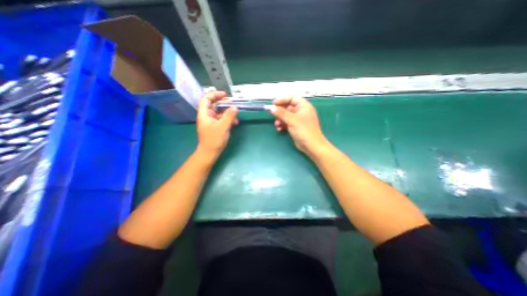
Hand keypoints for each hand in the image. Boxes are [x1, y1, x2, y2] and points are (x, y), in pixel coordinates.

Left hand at [198, 92, 239, 156]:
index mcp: (204, 114)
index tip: (225, 95)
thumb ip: (229, 116)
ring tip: (236, 113)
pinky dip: (228, 119)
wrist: (210, 153)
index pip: (206, 99)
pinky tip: (235, 122)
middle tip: (232, 103)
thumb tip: (235, 107)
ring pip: (218, 112)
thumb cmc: (214, 140)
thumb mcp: (223, 127)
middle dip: (223, 103)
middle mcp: (206, 116)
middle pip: (213, 105)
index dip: (214, 94)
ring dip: (227, 112)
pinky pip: (221, 119)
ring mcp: (211, 122)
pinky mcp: (215, 127)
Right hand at [269, 94, 328, 154]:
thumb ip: (281, 113)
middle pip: (288, 107)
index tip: (274, 104)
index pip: (292, 98)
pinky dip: (282, 125)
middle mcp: (301, 111)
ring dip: (280, 119)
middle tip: (272, 114)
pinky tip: (279, 129)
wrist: (311, 145)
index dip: (282, 99)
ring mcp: (298, 119)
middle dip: (280, 111)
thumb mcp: (292, 120)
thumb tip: (271, 108)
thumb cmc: (304, 130)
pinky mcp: (295, 126)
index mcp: (303, 106)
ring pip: (286, 115)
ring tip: (277, 124)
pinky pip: (287, 122)